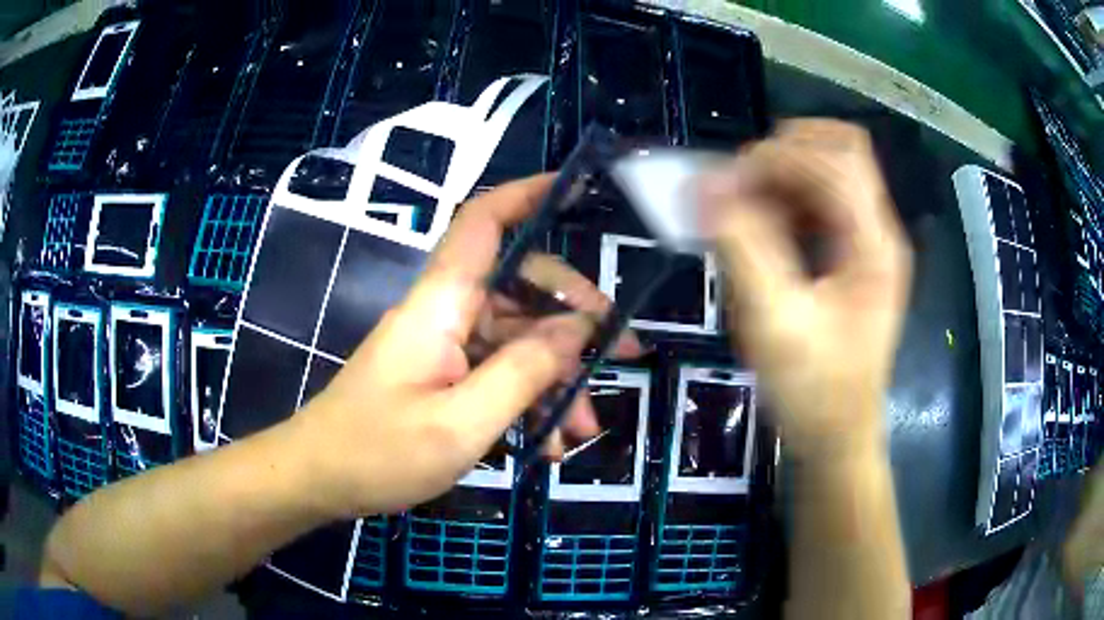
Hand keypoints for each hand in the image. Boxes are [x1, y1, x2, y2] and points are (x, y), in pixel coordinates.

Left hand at [291, 175, 640, 517]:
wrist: (320, 479)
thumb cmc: (377, 453)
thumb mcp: (460, 424)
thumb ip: (522, 373)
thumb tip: (577, 330)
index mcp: (441, 304)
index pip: (483, 222)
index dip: (526, 194)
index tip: (576, 189)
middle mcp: (445, 312)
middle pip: (521, 285)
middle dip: (575, 318)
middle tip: (622, 354)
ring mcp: (445, 345)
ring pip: (517, 339)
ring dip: (557, 377)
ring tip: (583, 429)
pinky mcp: (443, 375)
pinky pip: (498, 373)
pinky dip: (529, 400)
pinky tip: (548, 443)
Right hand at [699, 119, 912, 456]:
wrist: (838, 438)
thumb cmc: (814, 392)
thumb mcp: (775, 324)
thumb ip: (742, 248)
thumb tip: (704, 186)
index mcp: (873, 245)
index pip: (835, 160)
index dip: (778, 157)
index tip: (726, 186)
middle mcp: (876, 231)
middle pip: (839, 149)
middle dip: (783, 153)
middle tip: (739, 187)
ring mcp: (866, 241)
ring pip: (826, 169)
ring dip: (780, 176)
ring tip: (743, 208)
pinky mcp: (850, 254)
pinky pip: (818, 201)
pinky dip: (783, 200)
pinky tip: (759, 230)